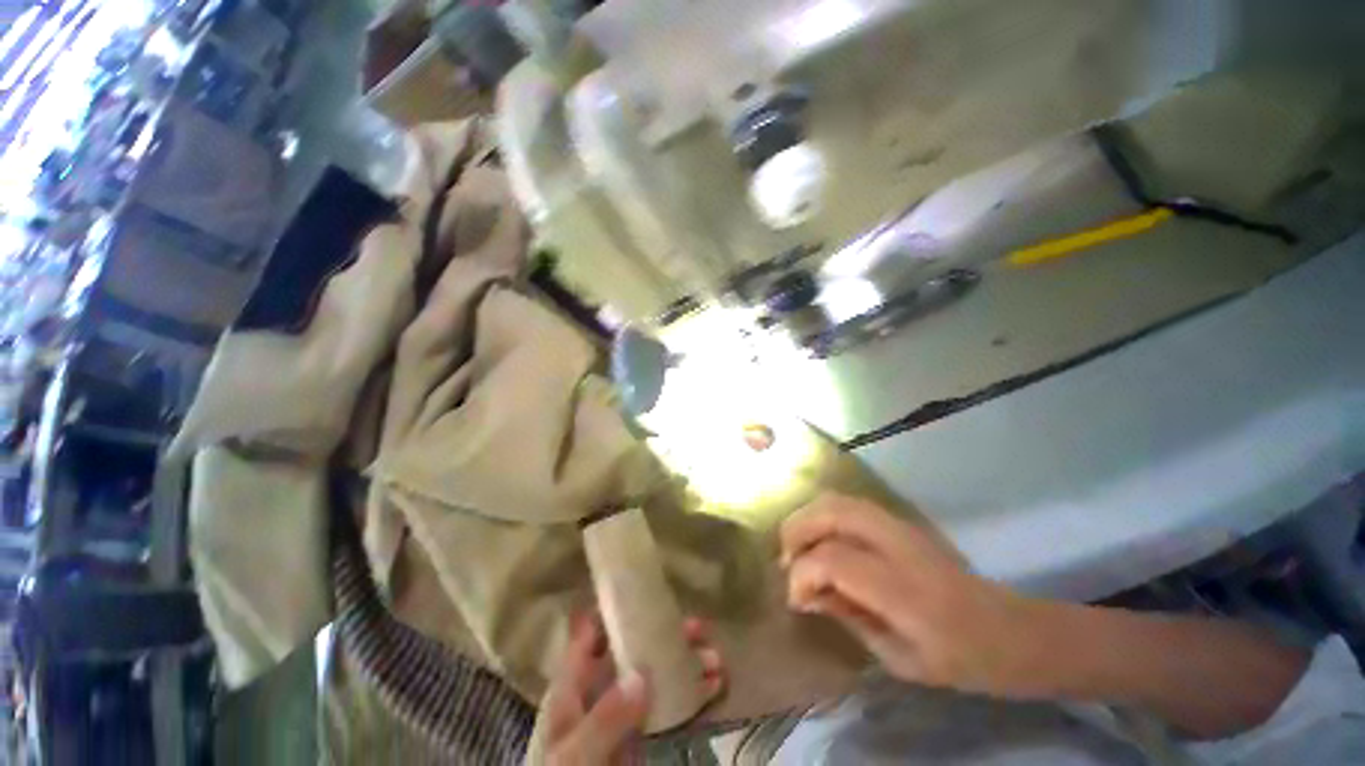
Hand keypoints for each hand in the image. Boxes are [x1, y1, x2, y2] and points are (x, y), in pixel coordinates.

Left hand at [542, 612, 723, 764]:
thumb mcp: (575, 754)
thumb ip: (604, 718)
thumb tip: (642, 676)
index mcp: (574, 686)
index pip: (592, 633)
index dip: (615, 608)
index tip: (646, 589)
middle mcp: (600, 691)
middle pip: (635, 650)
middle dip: (668, 635)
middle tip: (699, 628)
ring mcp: (623, 714)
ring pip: (658, 676)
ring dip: (687, 664)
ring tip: (717, 659)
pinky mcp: (642, 737)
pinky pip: (671, 708)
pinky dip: (693, 696)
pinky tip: (716, 686)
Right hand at [781, 494, 1034, 695]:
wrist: (1012, 631)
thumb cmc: (960, 659)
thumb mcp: (900, 659)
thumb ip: (848, 617)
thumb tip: (805, 595)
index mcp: (905, 590)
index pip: (834, 560)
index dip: (803, 575)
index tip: (796, 600)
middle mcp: (900, 546)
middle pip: (832, 513)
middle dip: (798, 531)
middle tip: (785, 559)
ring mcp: (902, 526)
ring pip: (839, 500)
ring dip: (808, 517)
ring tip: (797, 545)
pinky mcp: (901, 521)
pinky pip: (850, 504)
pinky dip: (824, 513)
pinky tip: (820, 536)